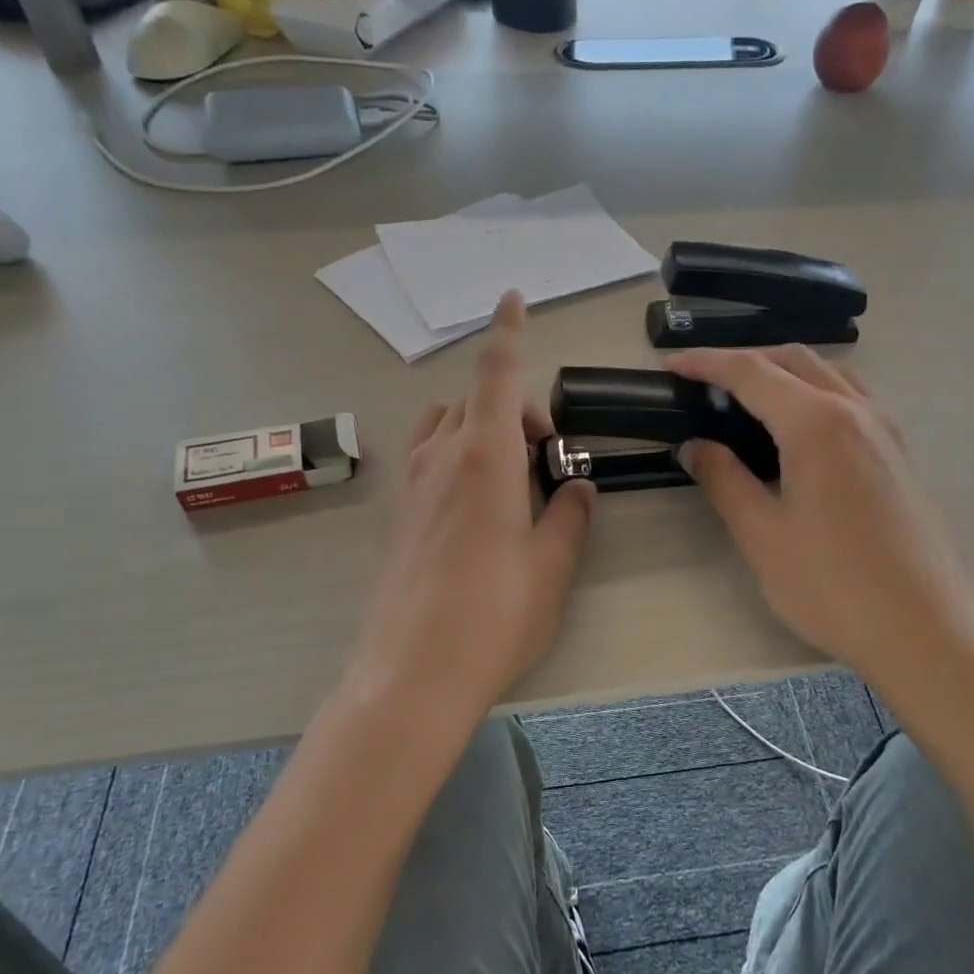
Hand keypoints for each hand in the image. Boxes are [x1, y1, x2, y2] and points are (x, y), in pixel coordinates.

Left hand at [348, 293, 595, 727]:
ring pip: (445, 424)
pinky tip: (479, 505)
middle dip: (516, 407)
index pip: (497, 374)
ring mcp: (412, 486)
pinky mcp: (398, 516)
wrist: (412, 676)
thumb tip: (575, 488)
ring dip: (480, 427)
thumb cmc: (494, 617)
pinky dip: (456, 454)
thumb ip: (570, 516)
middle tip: (550, 459)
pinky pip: (428, 458)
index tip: (511, 298)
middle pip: (476, 399)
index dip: (508, 331)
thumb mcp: (553, 566)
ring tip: (511, 478)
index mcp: (484, 457)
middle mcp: (441, 458)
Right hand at [671, 346, 973, 685]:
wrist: (923, 631)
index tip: (672, 366)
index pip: (752, 373)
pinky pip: (852, 397)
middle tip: (704, 382)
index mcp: (816, 424)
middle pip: (794, 360)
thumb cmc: (833, 585)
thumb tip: (695, 447)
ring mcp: (884, 430)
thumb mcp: (762, 535)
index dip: (707, 364)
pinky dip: (815, 390)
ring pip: (829, 372)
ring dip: (784, 370)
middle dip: (745, 360)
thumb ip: (724, 480)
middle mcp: (855, 411)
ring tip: (748, 397)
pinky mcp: (898, 453)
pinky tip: (800, 427)